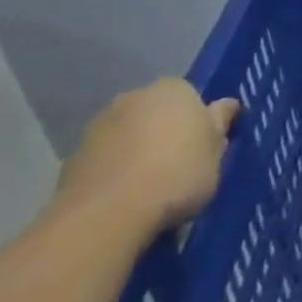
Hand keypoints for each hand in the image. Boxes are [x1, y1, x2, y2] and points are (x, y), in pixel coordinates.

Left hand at [57, 78, 238, 232]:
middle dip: (165, 134)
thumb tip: (226, 105)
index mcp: (174, 88)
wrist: (109, 213)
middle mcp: (135, 96)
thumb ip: (220, 124)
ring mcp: (100, 125)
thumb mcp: (216, 153)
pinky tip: (123, 200)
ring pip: (128, 135)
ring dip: (137, 152)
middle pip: (157, 113)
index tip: (203, 151)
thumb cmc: (178, 174)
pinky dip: (114, 173)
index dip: (199, 124)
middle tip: (178, 169)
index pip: (192, 98)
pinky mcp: (74, 157)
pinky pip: (105, 161)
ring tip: (148, 190)